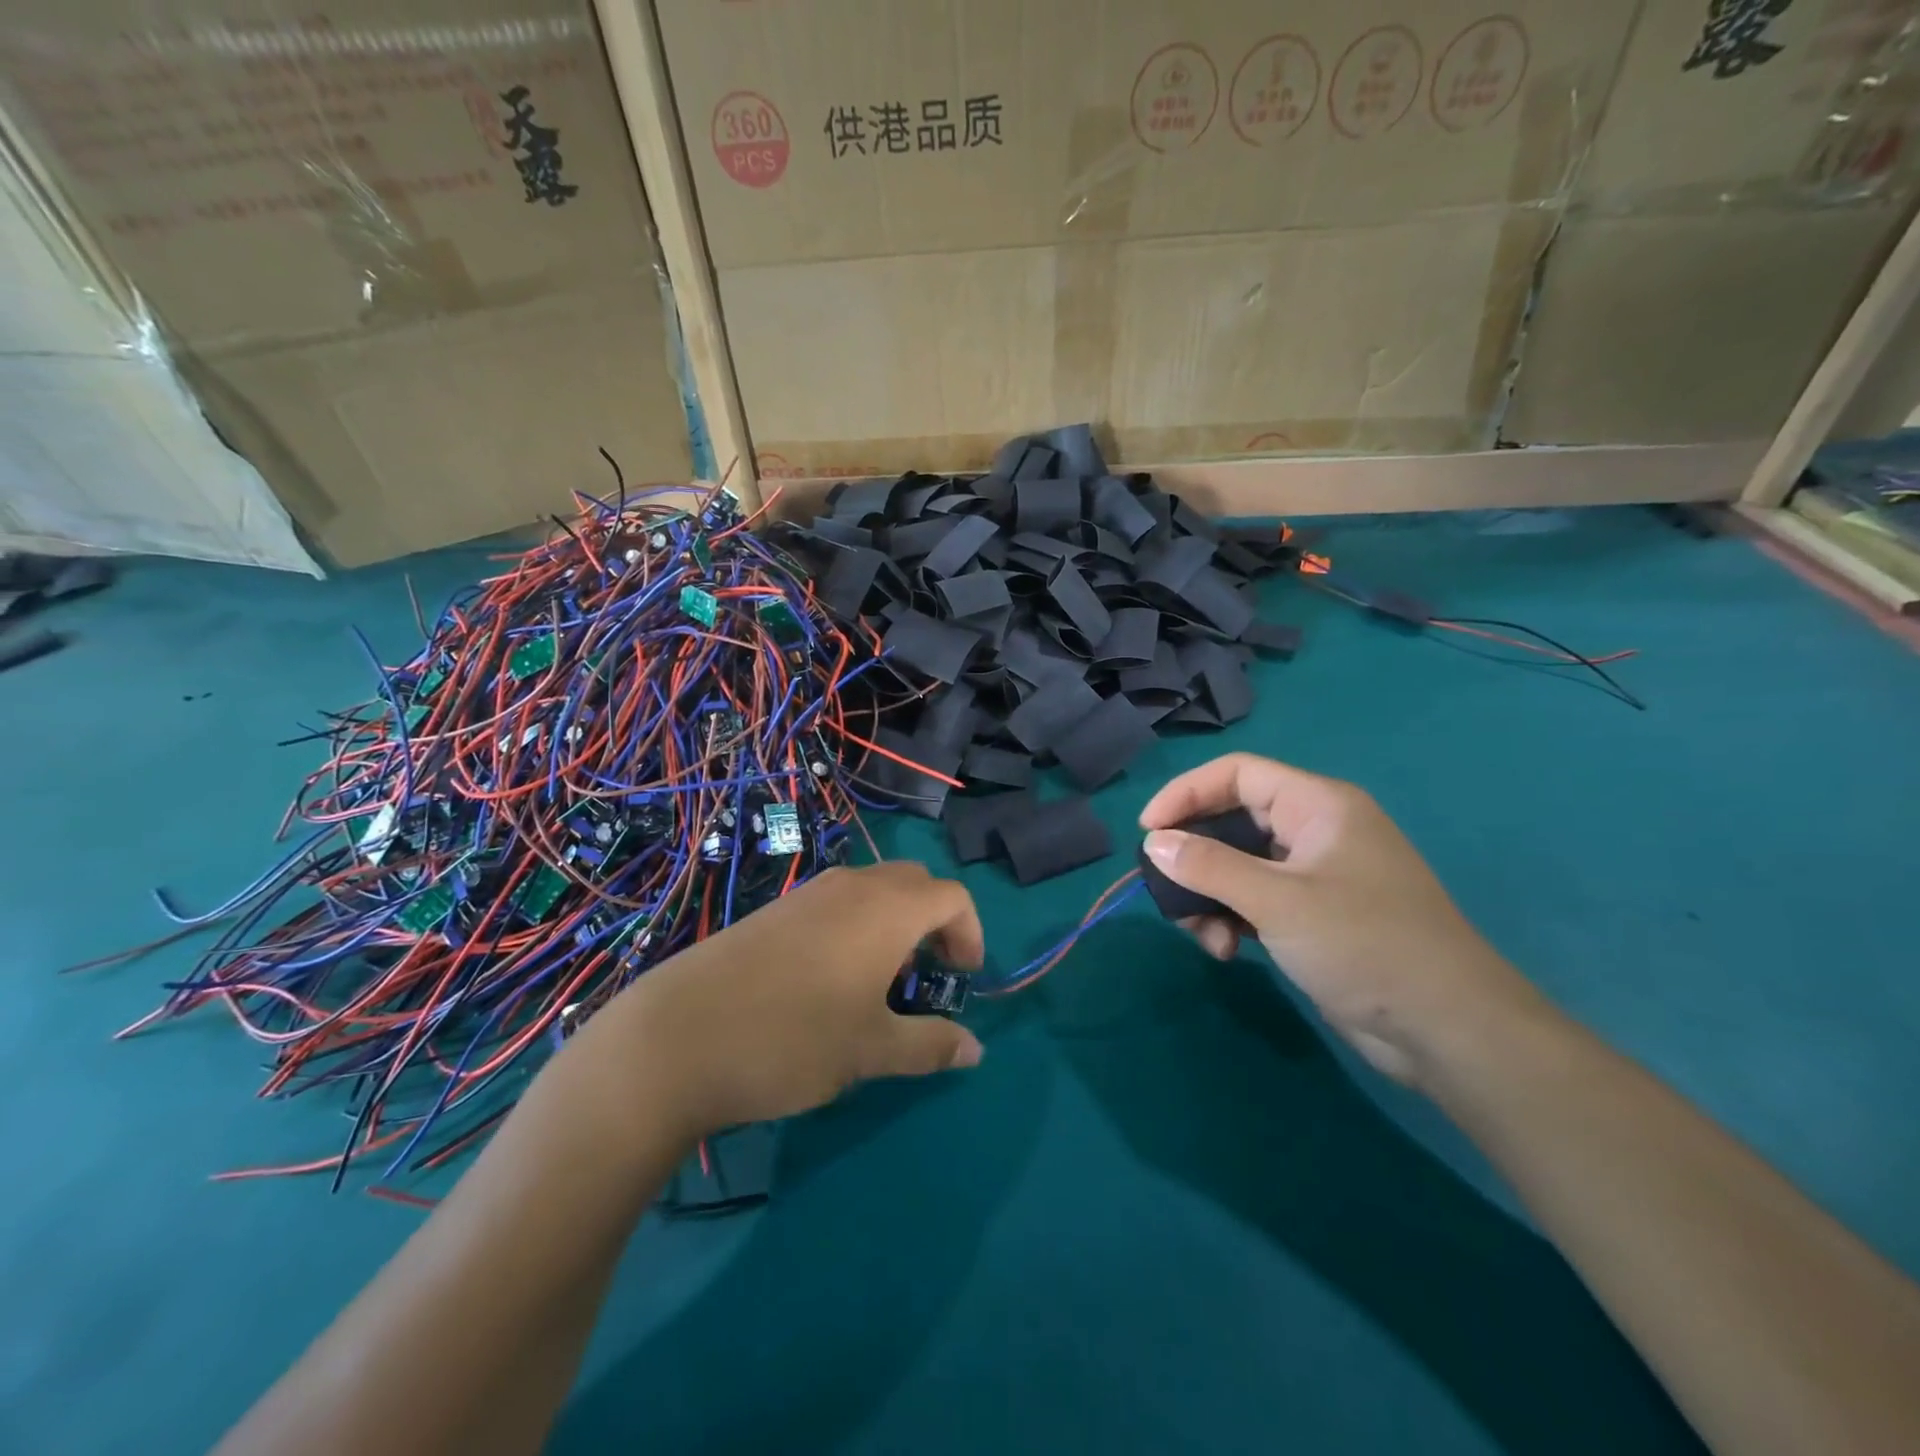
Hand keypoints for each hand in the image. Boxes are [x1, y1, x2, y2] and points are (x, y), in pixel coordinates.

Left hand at [582, 863, 984, 1139]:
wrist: (675, 1038)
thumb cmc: (791, 1040)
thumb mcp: (870, 1051)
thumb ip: (930, 1046)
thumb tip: (974, 1049)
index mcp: (887, 909)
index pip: (952, 896)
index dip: (970, 933)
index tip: (963, 980)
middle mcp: (852, 887)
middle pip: (915, 883)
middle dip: (935, 923)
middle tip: (929, 975)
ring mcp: (808, 894)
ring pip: (873, 890)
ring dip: (895, 923)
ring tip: (882, 982)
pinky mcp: (775, 910)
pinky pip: (837, 902)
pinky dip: (857, 926)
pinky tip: (831, 980)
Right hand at [1139, 753, 1539, 1083]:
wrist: (1448, 1030)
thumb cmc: (1364, 944)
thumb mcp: (1277, 901)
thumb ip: (1210, 866)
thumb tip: (1155, 842)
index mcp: (1318, 805)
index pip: (1237, 774)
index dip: (1186, 793)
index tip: (1148, 831)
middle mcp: (1316, 830)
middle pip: (1233, 822)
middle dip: (1195, 857)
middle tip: (1165, 889)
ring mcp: (1316, 875)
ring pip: (1239, 866)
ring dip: (1210, 896)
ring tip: (1203, 935)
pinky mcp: (1315, 915)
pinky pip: (1256, 900)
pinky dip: (1233, 919)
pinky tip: (1227, 951)